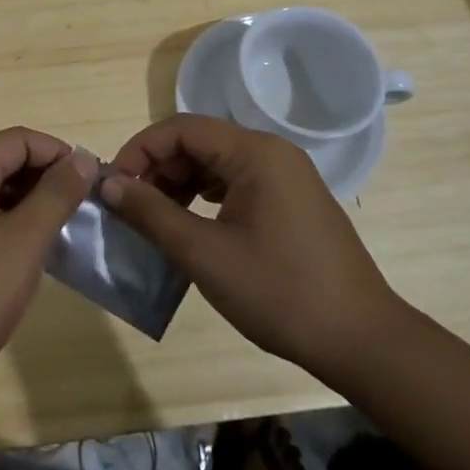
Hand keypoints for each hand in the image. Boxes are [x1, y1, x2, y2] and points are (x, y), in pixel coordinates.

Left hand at [0, 127, 97, 413]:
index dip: (59, 154)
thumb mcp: (23, 242)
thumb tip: (80, 157)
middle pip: (2, 159)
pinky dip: (5, 221)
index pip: (19, 139)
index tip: (91, 184)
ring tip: (59, 231)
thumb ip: (55, 194)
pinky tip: (25, 251)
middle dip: (44, 178)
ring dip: (27, 201)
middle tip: (80, 210)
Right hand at [100, 114, 404, 375]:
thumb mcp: (204, 253)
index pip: (181, 128)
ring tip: (152, 217)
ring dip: (178, 183)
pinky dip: (203, 196)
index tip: (113, 185)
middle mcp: (272, 153)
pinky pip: (235, 183)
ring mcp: (286, 177)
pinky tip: (188, 224)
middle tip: (128, 205)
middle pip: (198, 141)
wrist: (361, 341)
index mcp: (255, 152)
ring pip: (215, 163)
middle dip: (157, 168)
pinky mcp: (291, 202)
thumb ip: (151, 213)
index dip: (139, 150)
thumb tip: (107, 184)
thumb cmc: (279, 292)